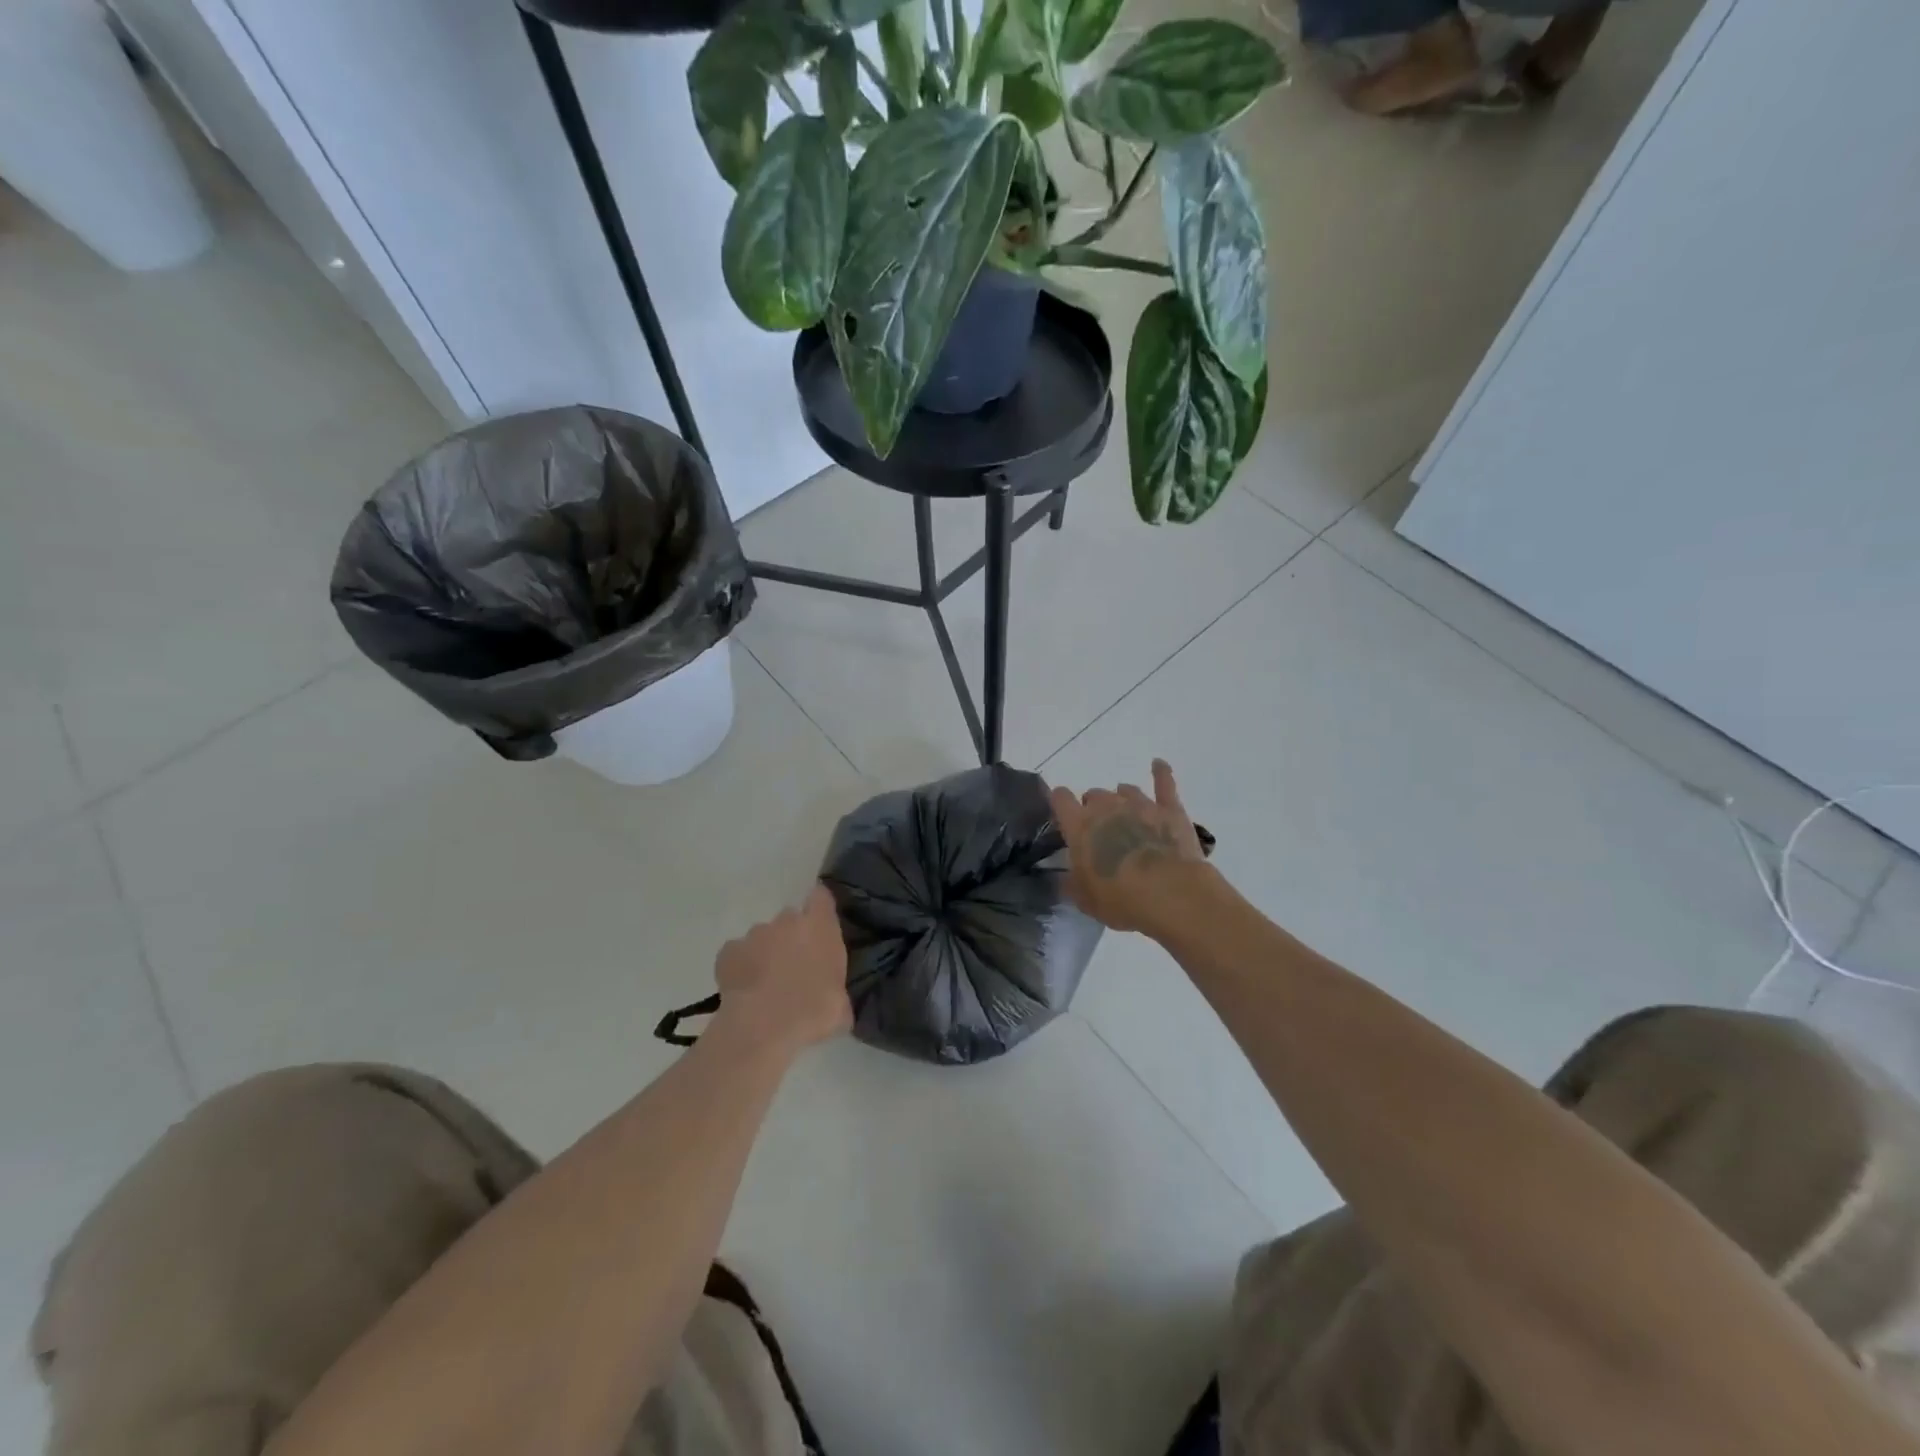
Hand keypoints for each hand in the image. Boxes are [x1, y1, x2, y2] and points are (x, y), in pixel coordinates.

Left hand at [712, 885, 851, 1052]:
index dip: (819, 908)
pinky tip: (744, 990)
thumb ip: (837, 989)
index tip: (820, 924)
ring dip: (765, 953)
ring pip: (762, 937)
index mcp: (820, 927)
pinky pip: (737, 954)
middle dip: (791, 937)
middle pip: (790, 919)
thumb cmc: (815, 1011)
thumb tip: (834, 999)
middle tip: (794, 967)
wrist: (765, 1026)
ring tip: (766, 984)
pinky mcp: (728, 952)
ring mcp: (755, 934)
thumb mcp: (841, 1005)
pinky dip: (740, 967)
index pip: (821, 897)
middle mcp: (787, 922)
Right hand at [1049, 760, 1212, 937]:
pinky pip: (1164, 784)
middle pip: (1094, 794)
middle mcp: (1107, 807)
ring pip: (1125, 790)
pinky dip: (1161, 772)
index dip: (1059, 802)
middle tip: (1100, 831)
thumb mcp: (1085, 900)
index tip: (1061, 812)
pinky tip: (1158, 764)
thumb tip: (1064, 878)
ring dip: (1121, 800)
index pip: (1060, 799)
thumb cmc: (1121, 898)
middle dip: (1094, 808)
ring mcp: (1140, 804)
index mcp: (1079, 825)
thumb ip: (1072, 884)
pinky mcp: (1170, 809)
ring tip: (1125, 814)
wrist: (1171, 893)